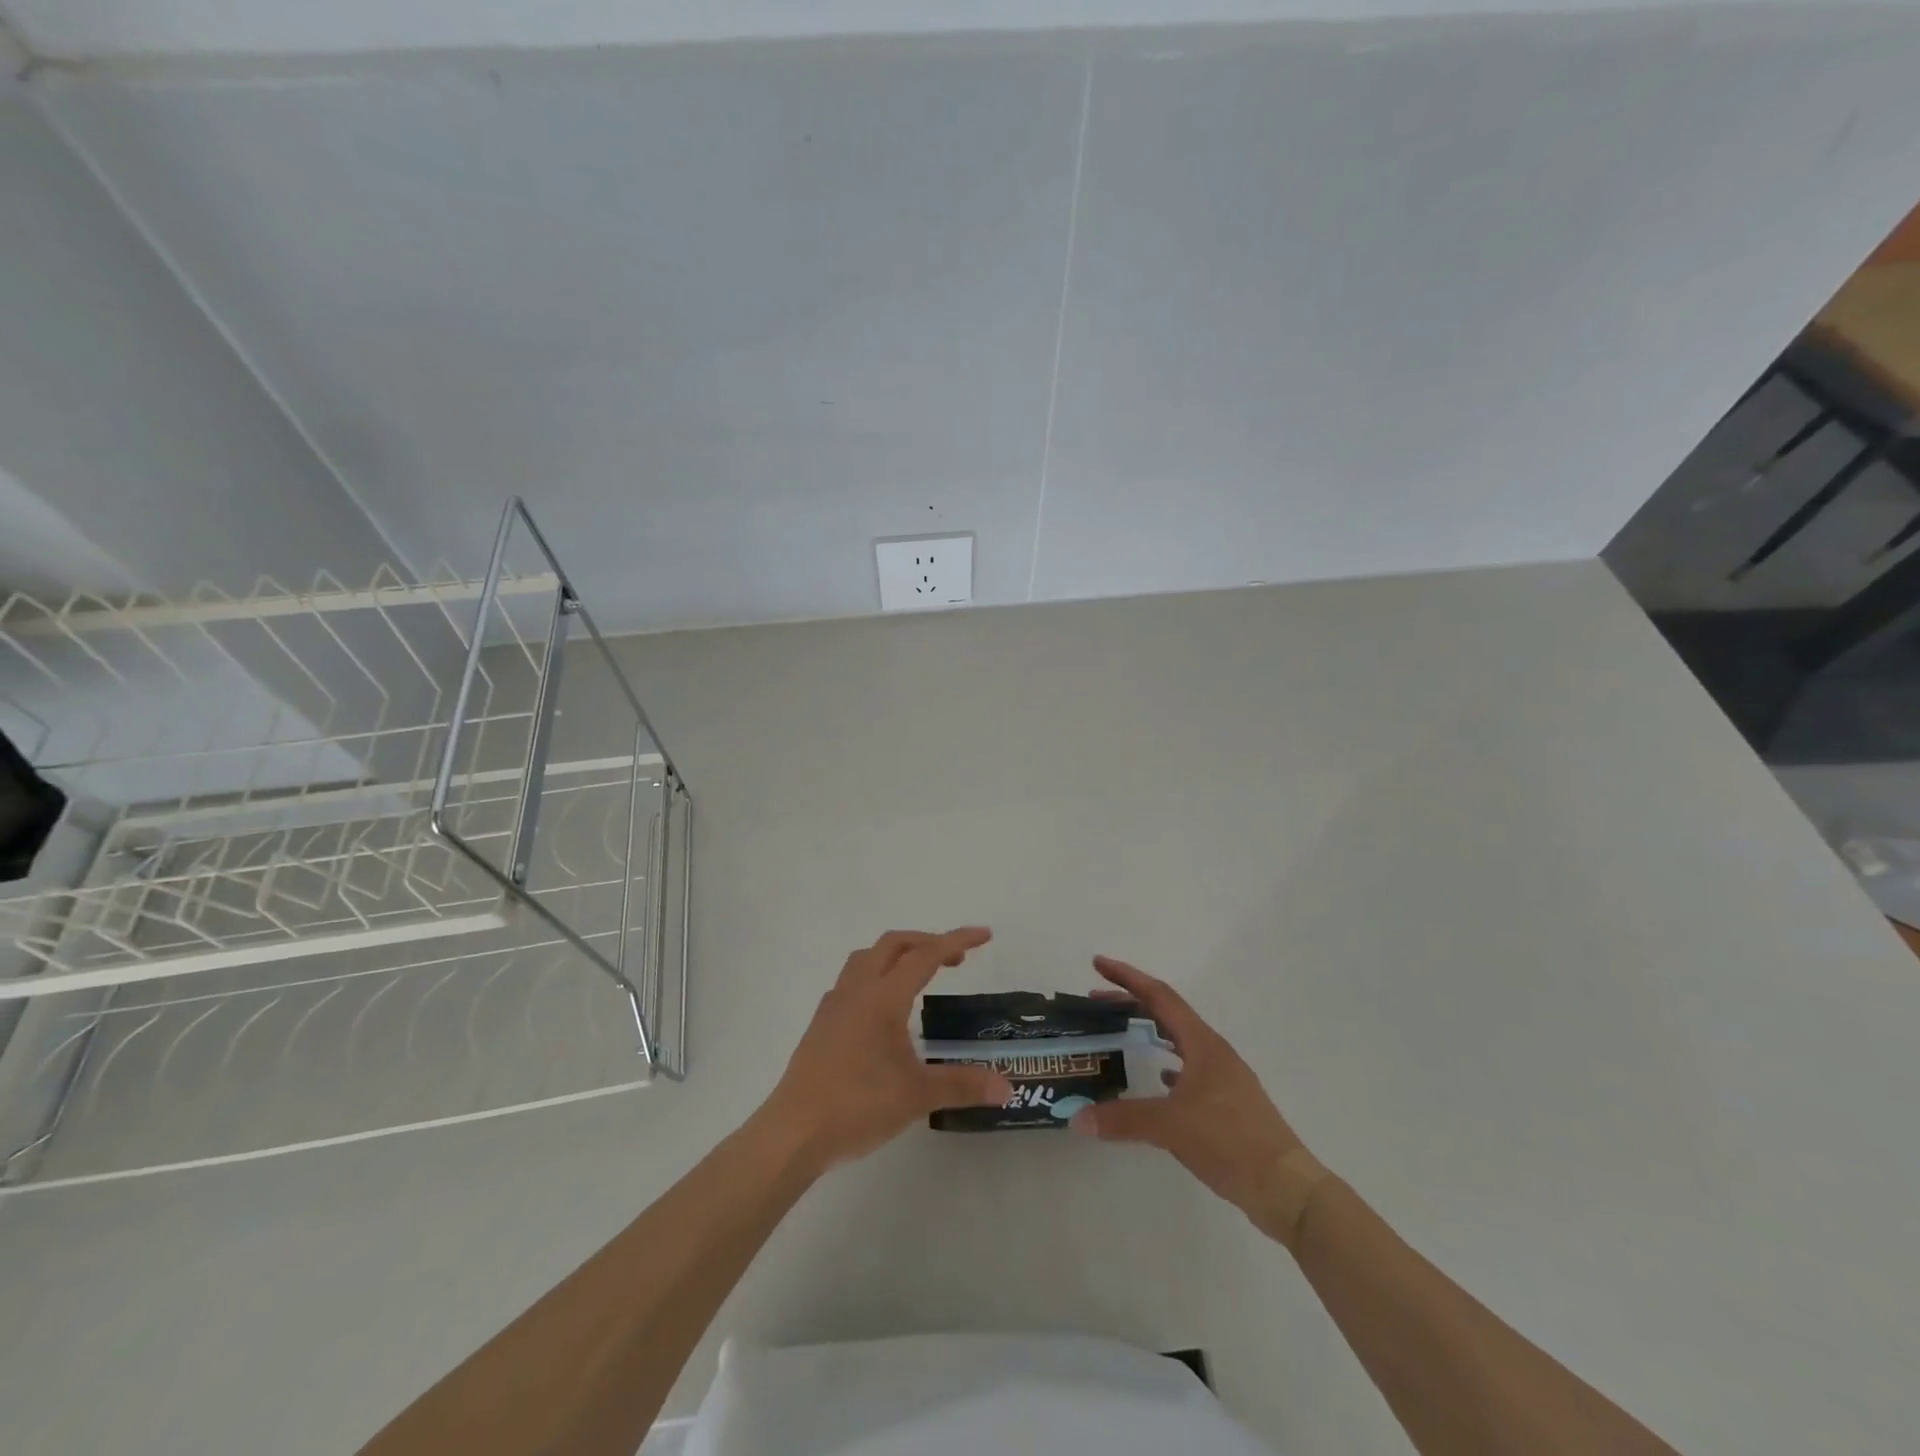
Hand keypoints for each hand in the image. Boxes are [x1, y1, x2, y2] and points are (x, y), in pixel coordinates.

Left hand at [761, 928, 1011, 1174]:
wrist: (793, 1133)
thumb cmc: (857, 1106)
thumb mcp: (916, 1096)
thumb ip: (963, 1085)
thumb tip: (1006, 1087)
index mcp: (883, 997)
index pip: (925, 955)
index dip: (957, 940)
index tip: (984, 935)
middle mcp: (857, 990)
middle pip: (893, 944)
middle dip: (927, 942)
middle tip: (956, 959)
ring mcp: (834, 1005)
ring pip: (867, 958)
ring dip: (897, 955)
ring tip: (919, 975)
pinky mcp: (821, 1023)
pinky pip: (852, 980)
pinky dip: (876, 976)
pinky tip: (884, 1009)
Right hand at [1072, 955, 1305, 1224]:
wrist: (1286, 1187)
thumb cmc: (1229, 1141)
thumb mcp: (1171, 1127)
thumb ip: (1123, 1119)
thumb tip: (1078, 1118)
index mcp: (1202, 1044)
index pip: (1159, 996)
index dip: (1127, 977)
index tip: (1098, 964)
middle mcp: (1213, 1052)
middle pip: (1168, 1014)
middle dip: (1132, 1003)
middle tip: (1097, 1001)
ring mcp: (1223, 1077)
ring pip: (1179, 1040)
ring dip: (1150, 1030)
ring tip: (1121, 1033)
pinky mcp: (1227, 1103)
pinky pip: (1189, 1069)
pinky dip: (1167, 1064)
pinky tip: (1157, 1079)